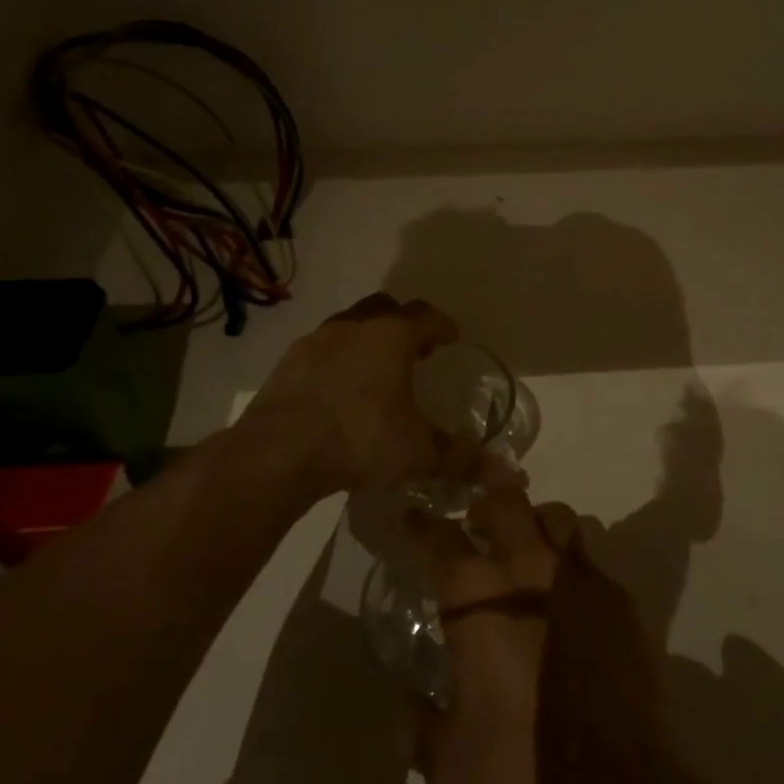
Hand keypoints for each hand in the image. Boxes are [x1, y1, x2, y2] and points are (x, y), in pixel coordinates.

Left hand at [240, 293, 476, 500]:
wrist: (278, 452)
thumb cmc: (360, 438)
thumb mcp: (417, 452)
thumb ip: (461, 459)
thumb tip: (505, 474)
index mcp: (392, 336)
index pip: (427, 316)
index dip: (442, 325)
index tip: (451, 337)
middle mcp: (355, 326)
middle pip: (386, 308)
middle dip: (404, 324)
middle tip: (416, 350)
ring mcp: (316, 340)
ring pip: (350, 325)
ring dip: (367, 339)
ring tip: (376, 371)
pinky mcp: (287, 362)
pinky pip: (321, 349)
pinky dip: (336, 360)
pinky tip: (338, 390)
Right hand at [403, 472, 579, 783]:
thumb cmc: (517, 774)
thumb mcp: (448, 760)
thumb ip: (420, 722)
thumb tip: (407, 702)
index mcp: (478, 597)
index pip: (441, 538)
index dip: (423, 526)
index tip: (414, 519)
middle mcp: (530, 570)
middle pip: (506, 502)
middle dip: (486, 504)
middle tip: (476, 525)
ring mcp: (582, 579)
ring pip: (557, 518)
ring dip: (536, 525)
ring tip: (527, 553)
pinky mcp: (621, 602)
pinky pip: (590, 561)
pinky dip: (572, 567)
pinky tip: (568, 603)